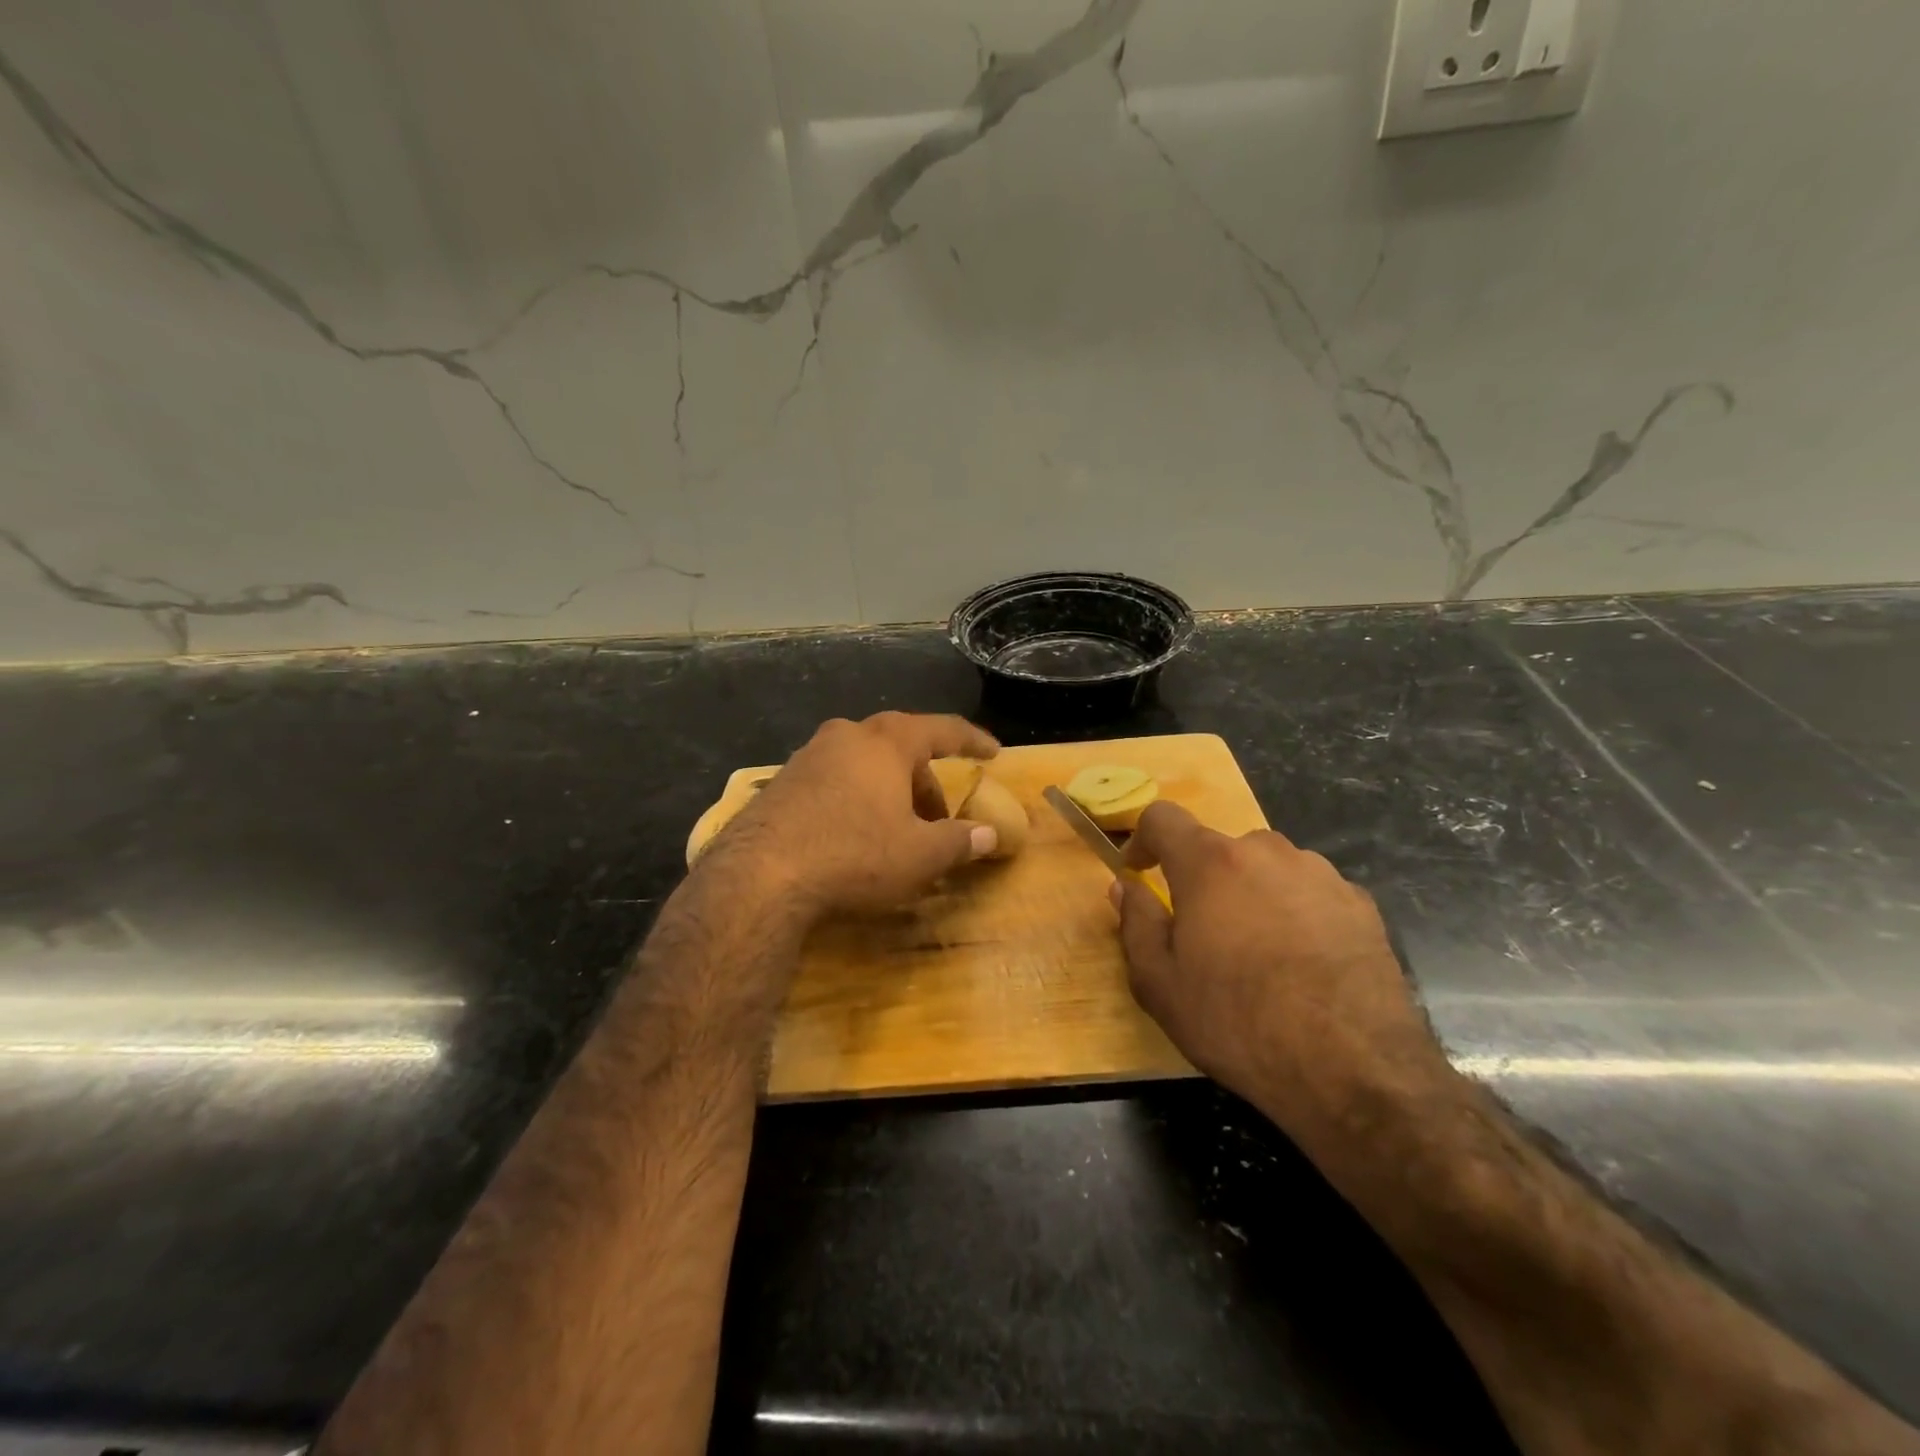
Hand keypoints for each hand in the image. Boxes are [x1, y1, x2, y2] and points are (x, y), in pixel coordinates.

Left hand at [713, 712, 1000, 919]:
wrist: (759, 875)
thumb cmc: (854, 854)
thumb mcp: (919, 855)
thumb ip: (959, 841)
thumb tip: (989, 834)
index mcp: (886, 742)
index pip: (942, 730)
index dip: (972, 741)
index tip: (993, 752)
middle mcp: (846, 736)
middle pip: (900, 749)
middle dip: (925, 782)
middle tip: (939, 820)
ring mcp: (808, 756)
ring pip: (864, 765)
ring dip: (889, 792)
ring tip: (896, 831)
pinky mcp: (782, 782)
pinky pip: (835, 781)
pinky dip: (857, 800)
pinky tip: (854, 837)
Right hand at [1113, 802, 1449, 1150]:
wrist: (1355, 1067)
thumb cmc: (1237, 1021)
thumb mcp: (1160, 982)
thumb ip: (1136, 923)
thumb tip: (1125, 887)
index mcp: (1210, 862)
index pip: (1162, 818)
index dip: (1143, 839)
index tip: (1138, 871)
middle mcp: (1266, 852)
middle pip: (1219, 848)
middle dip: (1201, 879)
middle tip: (1200, 932)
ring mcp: (1320, 874)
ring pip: (1267, 869)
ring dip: (1250, 893)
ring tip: (1255, 952)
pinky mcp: (1361, 904)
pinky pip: (1310, 893)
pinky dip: (1294, 912)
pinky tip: (1302, 963)